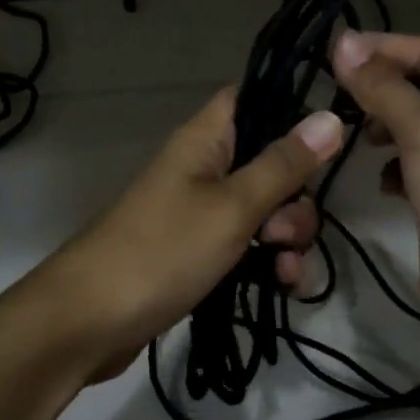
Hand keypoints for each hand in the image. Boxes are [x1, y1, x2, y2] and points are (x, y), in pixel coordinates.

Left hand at [21, 88, 344, 381]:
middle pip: (268, 161)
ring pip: (263, 208)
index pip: (253, 98)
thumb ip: (283, 166)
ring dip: (286, 237)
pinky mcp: (197, 252)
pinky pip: (246, 244)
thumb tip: (331, 116)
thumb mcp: (232, 207)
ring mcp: (199, 211)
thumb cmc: (162, 251)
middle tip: (286, 231)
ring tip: (284, 270)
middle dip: (295, 197)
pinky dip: (267, 261)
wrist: (88, 322)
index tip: (328, 140)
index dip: (292, 110)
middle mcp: (203, 167)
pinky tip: (281, 286)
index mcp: (205, 139)